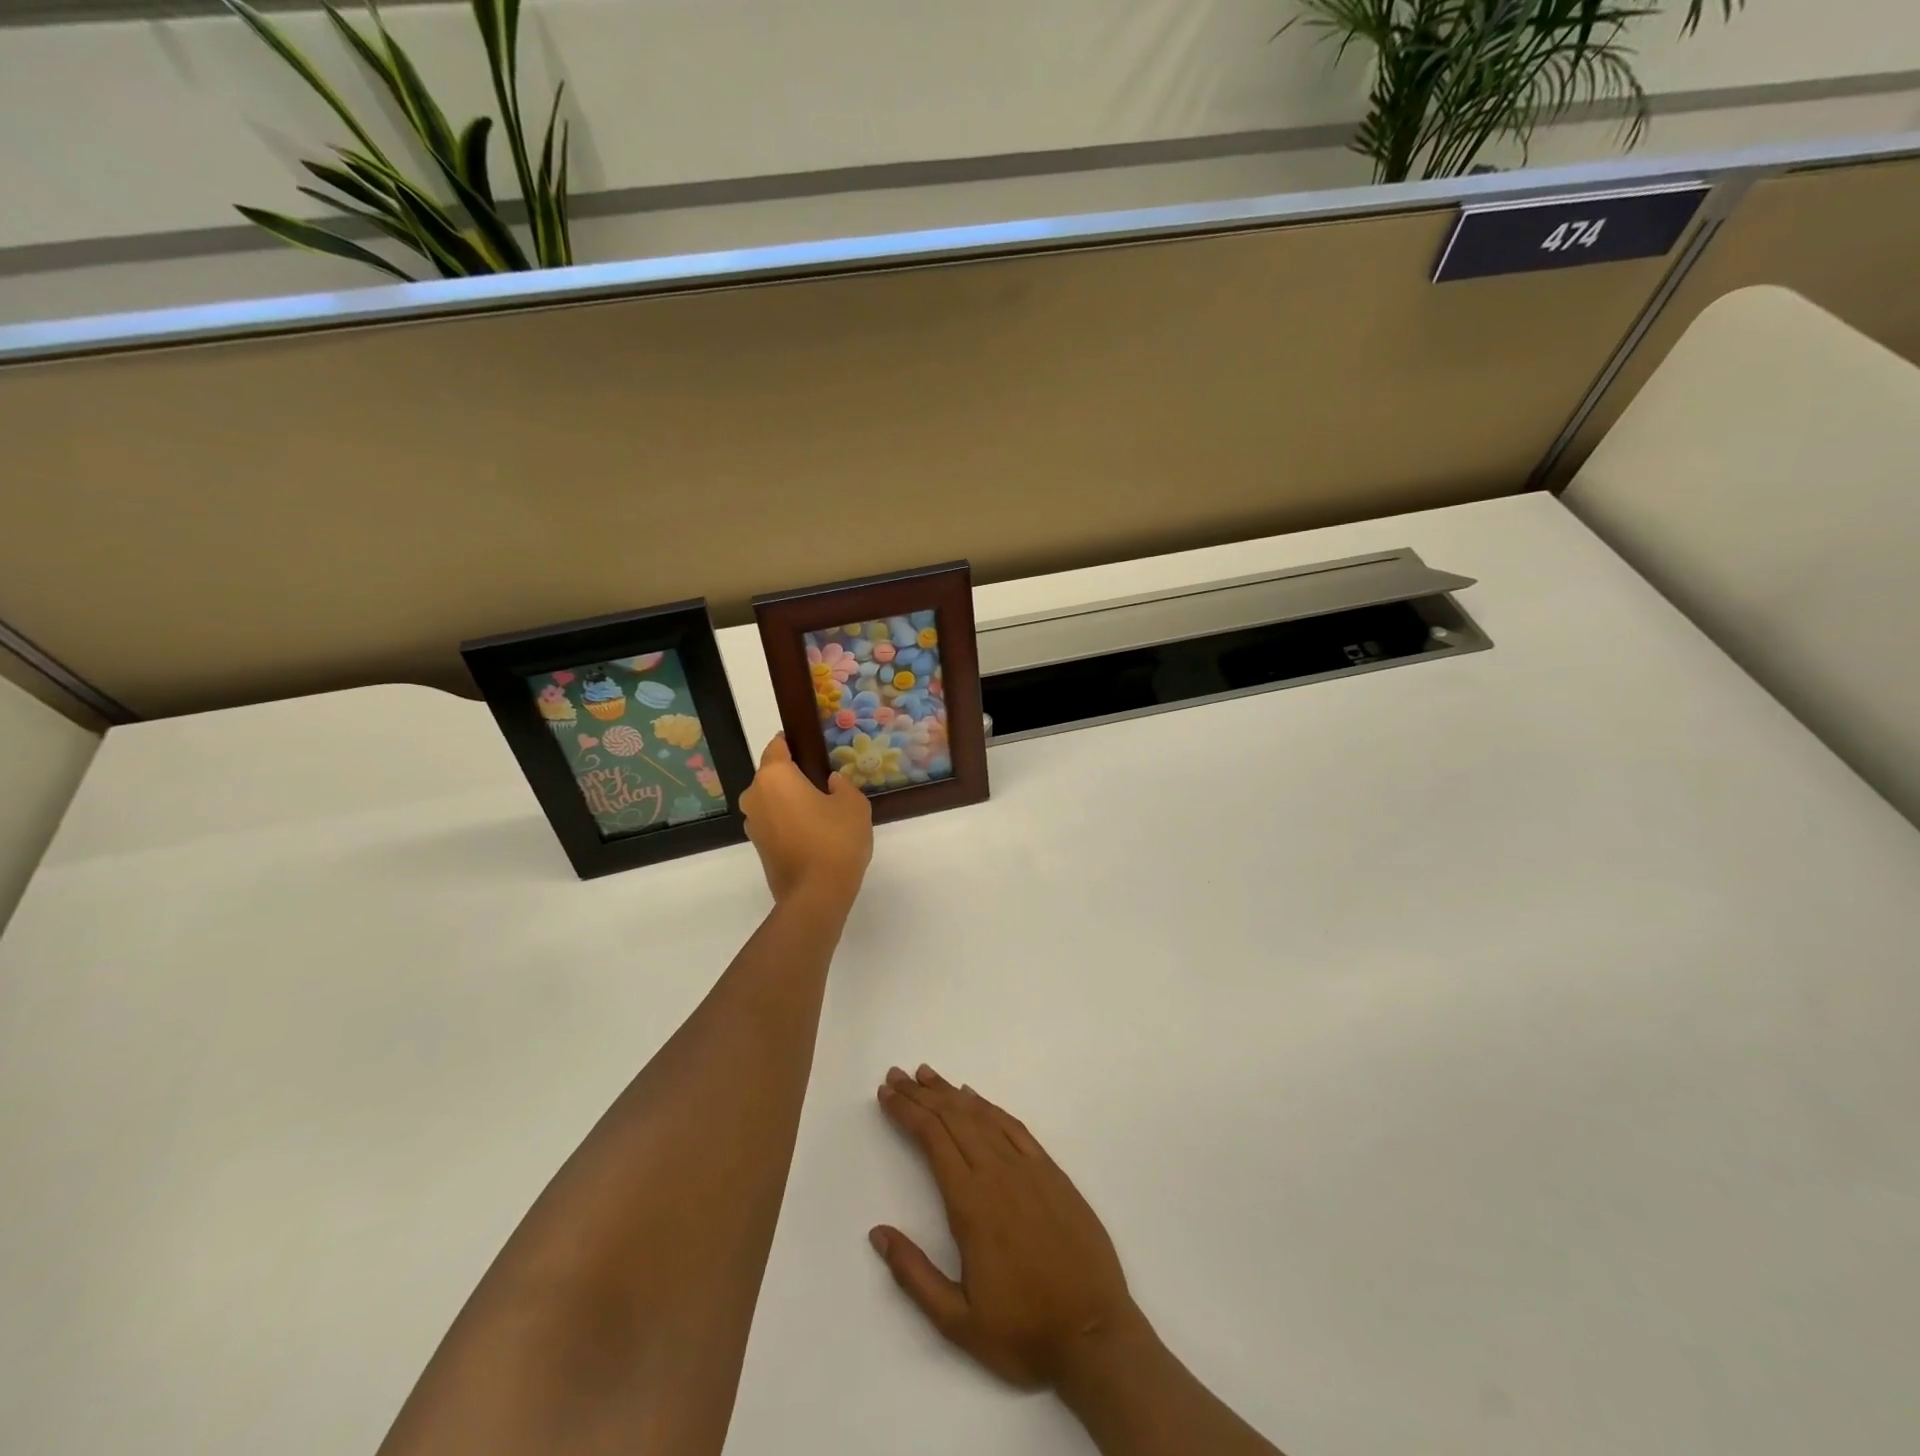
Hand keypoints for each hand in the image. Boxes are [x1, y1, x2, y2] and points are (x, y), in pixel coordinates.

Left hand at [739, 733, 872, 909]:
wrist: (816, 895)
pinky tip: (814, 832)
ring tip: (822, 810)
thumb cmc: (835, 840)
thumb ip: (842, 786)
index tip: (813, 746)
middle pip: (773, 775)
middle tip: (825, 783)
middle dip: (794, 775)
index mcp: (774, 777)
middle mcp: (755, 796)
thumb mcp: (853, 804)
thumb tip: (831, 783)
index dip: (794, 743)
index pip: (777, 746)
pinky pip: (774, 822)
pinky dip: (789, 822)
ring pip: (772, 801)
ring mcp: (753, 824)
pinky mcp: (758, 847)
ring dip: (790, 801)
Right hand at [869, 1065, 1145, 1389]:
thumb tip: (877, 1232)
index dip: (907, 1112)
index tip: (886, 1095)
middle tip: (896, 1076)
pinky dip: (989, 1106)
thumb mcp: (957, 1322)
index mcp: (971, 1203)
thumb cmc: (1023, 1333)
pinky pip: (1014, 1127)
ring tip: (927, 1075)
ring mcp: (1028, 1168)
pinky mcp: (1052, 1172)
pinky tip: (974, 1098)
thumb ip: (914, 1274)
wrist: (1094, 1334)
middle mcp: (997, 1173)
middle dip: (921, 1094)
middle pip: (952, 1118)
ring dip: (950, 1093)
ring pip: (982, 1116)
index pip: (932, 1139)